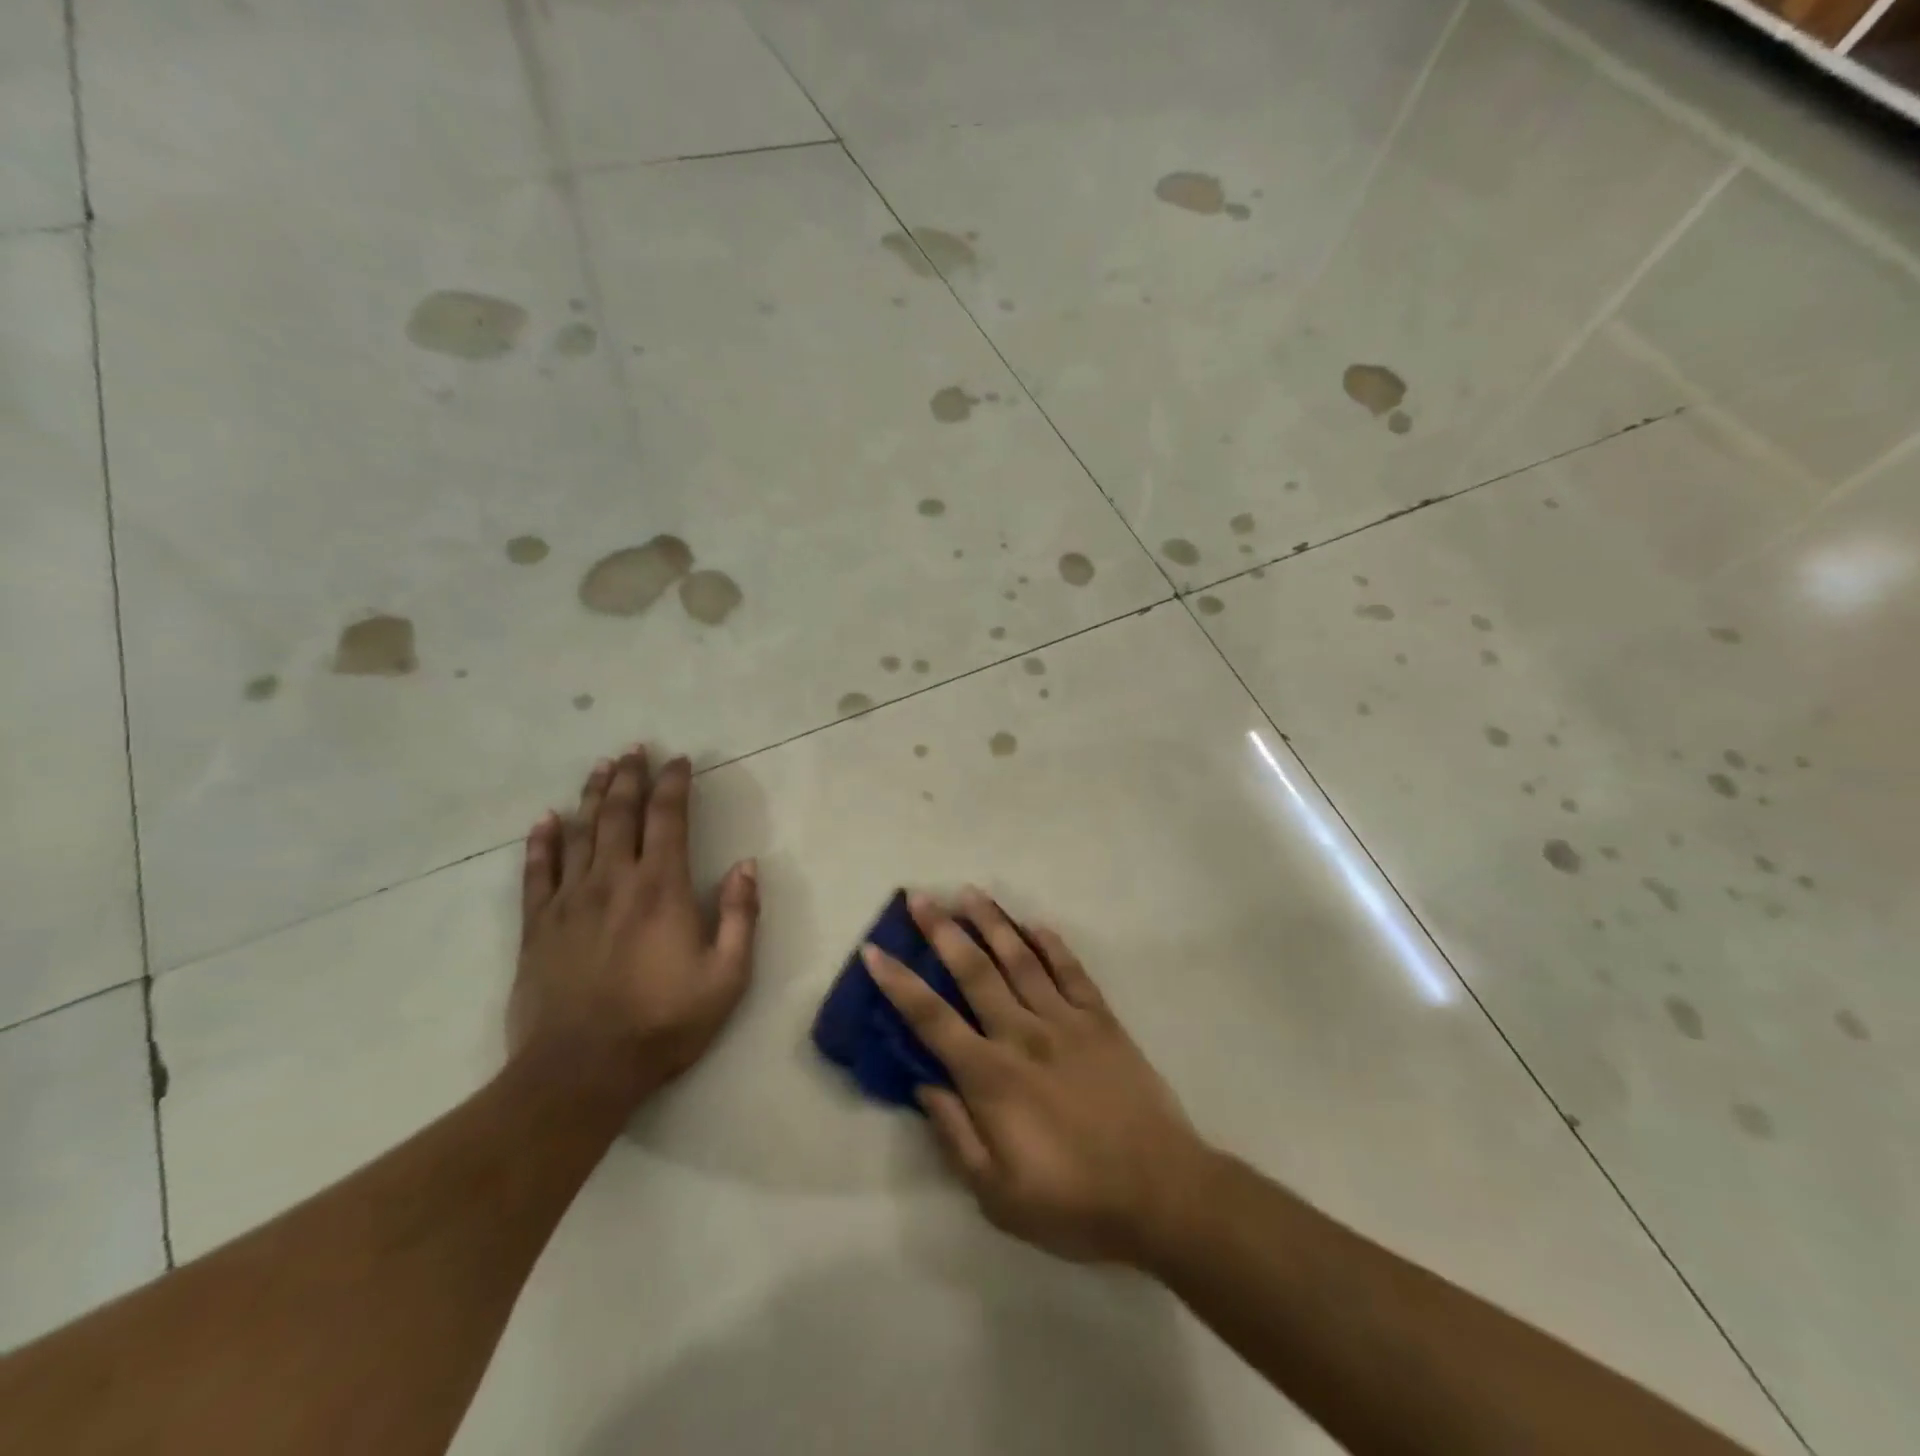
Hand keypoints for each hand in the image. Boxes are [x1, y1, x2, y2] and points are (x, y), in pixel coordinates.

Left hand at [512, 746, 758, 1111]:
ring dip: (591, 796)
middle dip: (630, 777)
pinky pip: (537, 872)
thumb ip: (740, 916)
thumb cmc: (663, 1023)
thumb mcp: (727, 977)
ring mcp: (570, 901)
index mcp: (661, 888)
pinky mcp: (538, 926)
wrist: (580, 1072)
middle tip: (635, 749)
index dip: (674, 784)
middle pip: (619, 814)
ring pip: (579, 832)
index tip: (680, 760)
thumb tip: (746, 866)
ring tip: (600, 768)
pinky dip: (542, 843)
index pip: (669, 818)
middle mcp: (613, 880)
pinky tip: (545, 821)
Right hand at [863, 889, 1206, 1263]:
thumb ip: (955, 1135)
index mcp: (992, 1077)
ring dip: (992, 923)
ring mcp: (1066, 1021)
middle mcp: (1023, 1035)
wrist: (1161, 1193)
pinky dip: (1052, 945)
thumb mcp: (998, 1195)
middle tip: (920, 897)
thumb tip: (923, 1084)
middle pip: (974, 972)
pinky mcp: (1102, 1020)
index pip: (932, 1020)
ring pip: (1020, 959)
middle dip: (942, 932)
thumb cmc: (1074, 1202)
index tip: (875, 950)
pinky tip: (1035, 925)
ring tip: (970, 893)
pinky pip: (1072, 972)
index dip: (899, 984)